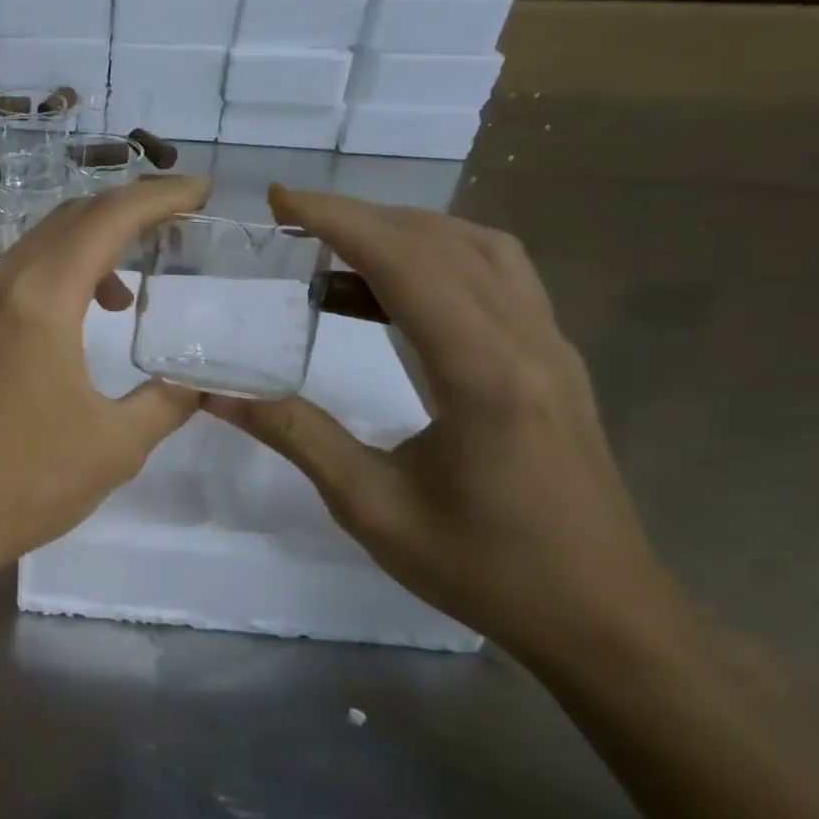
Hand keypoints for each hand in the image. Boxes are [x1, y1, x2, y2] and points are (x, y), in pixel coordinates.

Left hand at [0, 176, 211, 584]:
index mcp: (38, 297)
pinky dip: (49, 279)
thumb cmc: (26, 481)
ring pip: (33, 248)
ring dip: (85, 251)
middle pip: (68, 221)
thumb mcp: (116, 445)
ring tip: (123, 294)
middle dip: (124, 213)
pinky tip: (67, 322)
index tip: (201, 190)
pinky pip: (7, 279)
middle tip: (172, 225)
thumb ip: (167, 401)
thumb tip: (198, 383)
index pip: (107, 219)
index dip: (159, 196)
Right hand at [207, 185, 678, 665]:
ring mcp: (549, 348)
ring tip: (335, 245)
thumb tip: (215, 395)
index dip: (339, 221)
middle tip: (292, 219)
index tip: (279, 200)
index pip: (406, 265)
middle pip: (445, 242)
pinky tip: (387, 290)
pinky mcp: (552, 362)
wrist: (604, 617)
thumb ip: (295, 436)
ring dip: (405, 231)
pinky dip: (436, 260)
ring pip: (480, 250)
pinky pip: (497, 279)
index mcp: (483, 374)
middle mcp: (527, 342)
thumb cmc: (484, 568)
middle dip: (362, 216)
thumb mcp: (371, 505)